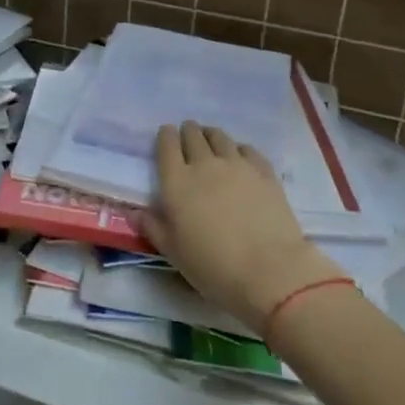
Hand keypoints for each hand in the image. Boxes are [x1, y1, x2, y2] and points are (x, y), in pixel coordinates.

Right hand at [141, 121, 342, 333]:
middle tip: (188, 137)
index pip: (167, 145)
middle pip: (193, 135)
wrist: (269, 272)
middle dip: (187, 132)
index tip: (166, 136)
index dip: (165, 136)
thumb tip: (134, 213)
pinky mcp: (263, 171)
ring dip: (211, 135)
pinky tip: (240, 157)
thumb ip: (152, 227)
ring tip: (211, 141)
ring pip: (219, 136)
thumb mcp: (174, 253)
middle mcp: (204, 164)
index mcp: (177, 181)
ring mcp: (236, 164)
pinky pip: (247, 149)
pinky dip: (238, 148)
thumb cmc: (213, 266)